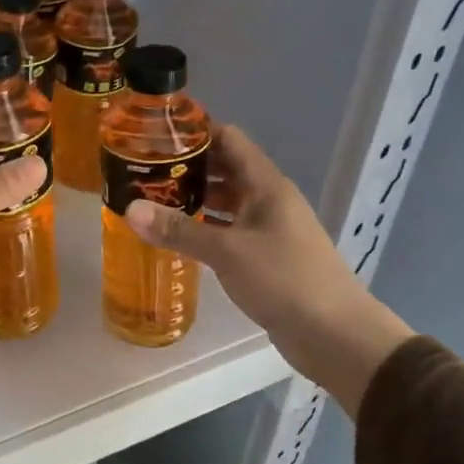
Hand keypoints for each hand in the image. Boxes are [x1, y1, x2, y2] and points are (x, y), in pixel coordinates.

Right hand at [121, 125, 413, 414]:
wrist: (334, 334)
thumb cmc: (284, 279)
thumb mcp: (227, 252)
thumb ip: (179, 230)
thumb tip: (130, 209)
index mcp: (266, 185)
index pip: (229, 139)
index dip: (196, 130)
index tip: (157, 131)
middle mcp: (268, 200)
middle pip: (225, 169)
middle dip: (187, 167)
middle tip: (143, 168)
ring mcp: (269, 229)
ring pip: (226, 202)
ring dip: (194, 199)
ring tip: (151, 198)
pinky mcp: (265, 256)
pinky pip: (229, 231)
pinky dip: (204, 228)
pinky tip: (177, 236)